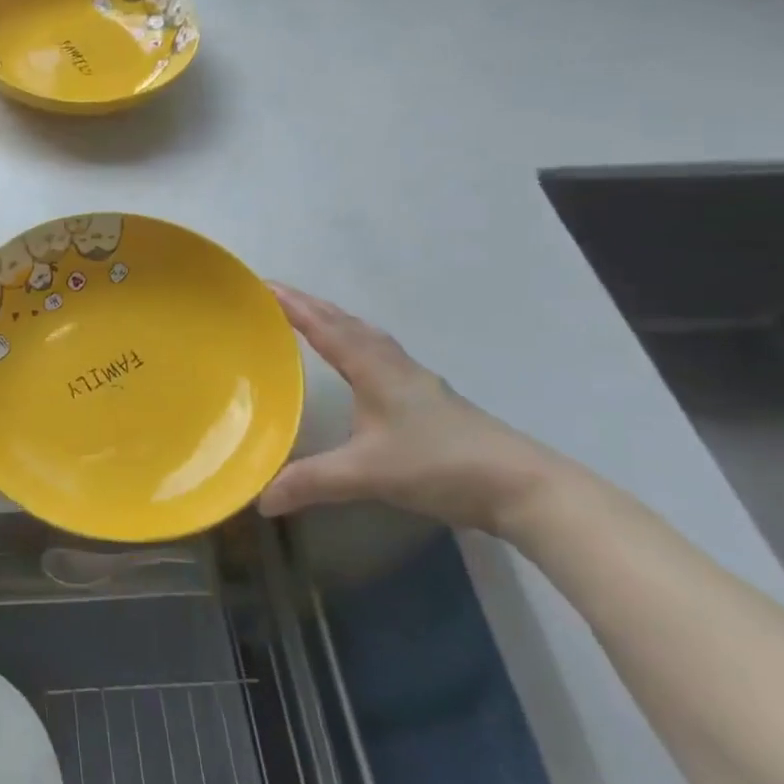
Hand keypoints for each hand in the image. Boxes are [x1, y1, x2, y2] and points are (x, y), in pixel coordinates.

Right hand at [257, 285, 570, 535]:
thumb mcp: (367, 475)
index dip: (293, 306)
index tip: (263, 285)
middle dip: (310, 306)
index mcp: (375, 370)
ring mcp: (417, 382)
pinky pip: (382, 356)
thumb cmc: (439, 466)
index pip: (325, 328)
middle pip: (347, 323)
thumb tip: (261, 499)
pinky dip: (357, 346)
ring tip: (310, 321)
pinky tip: (356, 366)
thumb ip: (312, 482)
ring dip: (336, 322)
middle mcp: (394, 366)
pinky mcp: (430, 400)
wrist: (522, 487)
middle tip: (276, 298)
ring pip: (368, 338)